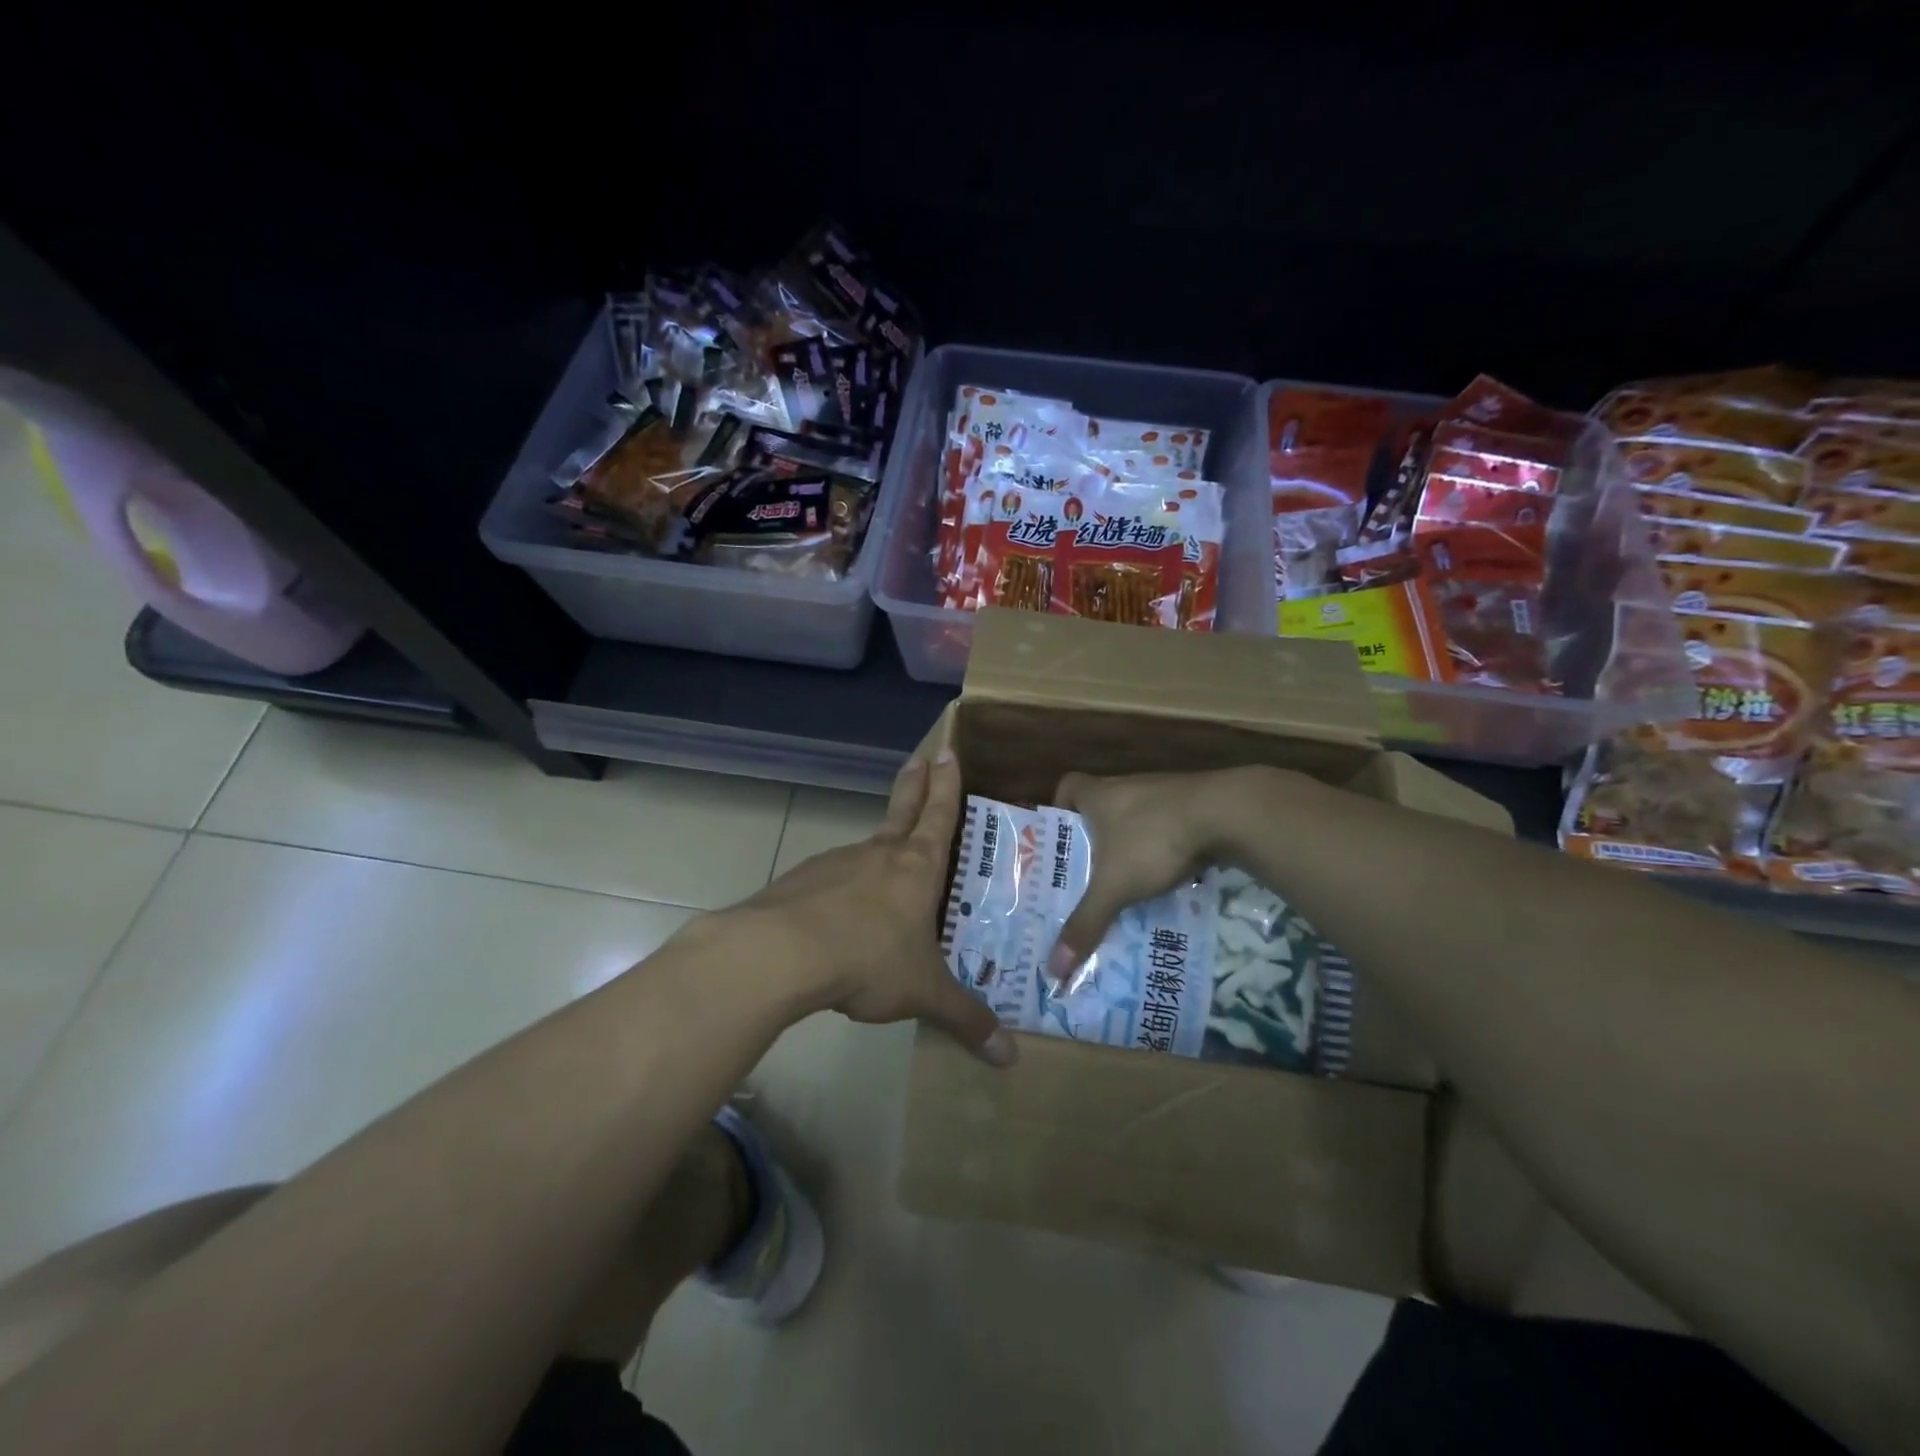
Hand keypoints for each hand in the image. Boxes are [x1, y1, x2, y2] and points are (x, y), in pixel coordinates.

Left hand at [741, 749, 1015, 1066]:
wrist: (783, 953)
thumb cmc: (869, 959)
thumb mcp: (923, 992)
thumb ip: (965, 1019)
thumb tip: (1009, 1059)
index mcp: (916, 868)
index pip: (939, 816)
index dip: (946, 785)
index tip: (947, 752)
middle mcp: (878, 855)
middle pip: (901, 810)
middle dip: (915, 784)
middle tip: (921, 758)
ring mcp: (836, 864)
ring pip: (866, 848)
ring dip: (879, 846)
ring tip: (885, 866)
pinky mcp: (801, 882)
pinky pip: (831, 880)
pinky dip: (841, 886)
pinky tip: (838, 916)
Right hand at [1049, 767, 1294, 982]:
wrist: (1226, 814)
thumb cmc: (1153, 840)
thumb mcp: (1115, 887)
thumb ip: (1086, 924)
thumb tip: (1053, 971)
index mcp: (1098, 795)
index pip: (1068, 786)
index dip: (1059, 808)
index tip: (1061, 837)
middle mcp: (1126, 787)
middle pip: (1101, 806)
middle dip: (1095, 838)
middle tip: (1089, 873)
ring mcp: (1162, 793)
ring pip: (1135, 818)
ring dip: (1130, 844)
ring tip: (1127, 882)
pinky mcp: (1192, 804)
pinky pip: (1166, 824)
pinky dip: (1162, 846)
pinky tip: (1168, 874)